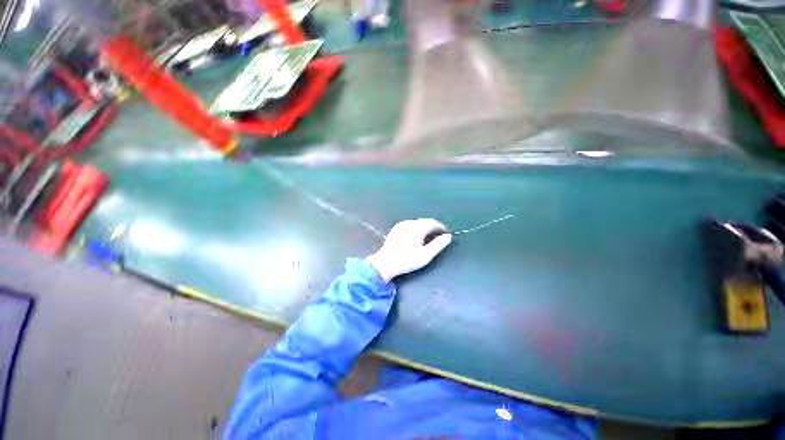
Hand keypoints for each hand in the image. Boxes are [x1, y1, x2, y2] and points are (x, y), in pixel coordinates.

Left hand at [367, 219, 452, 282]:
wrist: (385, 263)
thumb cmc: (407, 260)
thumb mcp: (426, 255)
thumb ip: (438, 245)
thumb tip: (448, 236)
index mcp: (417, 228)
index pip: (433, 222)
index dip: (441, 227)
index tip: (446, 234)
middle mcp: (409, 223)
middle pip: (425, 221)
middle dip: (433, 228)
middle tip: (438, 238)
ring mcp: (401, 225)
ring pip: (417, 223)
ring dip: (425, 228)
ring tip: (428, 239)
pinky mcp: (396, 228)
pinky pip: (410, 225)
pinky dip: (416, 229)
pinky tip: (416, 238)